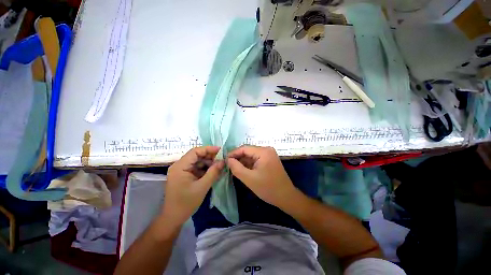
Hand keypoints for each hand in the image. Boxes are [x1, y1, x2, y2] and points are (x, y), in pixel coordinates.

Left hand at [162, 146, 223, 228]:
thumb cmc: (186, 203)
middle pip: (196, 155)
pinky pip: (196, 168)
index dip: (208, 149)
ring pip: (197, 161)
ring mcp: (181, 170)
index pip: (195, 151)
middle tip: (222, 159)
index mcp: (180, 166)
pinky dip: (205, 168)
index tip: (221, 150)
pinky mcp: (184, 175)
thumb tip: (223, 161)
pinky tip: (213, 171)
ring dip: (208, 163)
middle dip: (210, 156)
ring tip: (219, 165)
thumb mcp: (202, 187)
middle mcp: (179, 166)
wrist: (174, 218)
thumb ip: (213, 172)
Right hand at [227, 146, 297, 207]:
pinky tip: (242, 170)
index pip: (244, 148)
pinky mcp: (269, 160)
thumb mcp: (249, 179)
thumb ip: (236, 168)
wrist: (286, 197)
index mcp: (263, 151)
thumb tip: (228, 160)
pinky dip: (248, 165)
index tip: (224, 160)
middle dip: (238, 158)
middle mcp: (267, 150)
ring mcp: (269, 155)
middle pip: (248, 151)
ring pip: (251, 156)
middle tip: (227, 166)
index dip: (233, 153)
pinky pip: (256, 160)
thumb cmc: (268, 188)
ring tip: (233, 169)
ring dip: (242, 162)